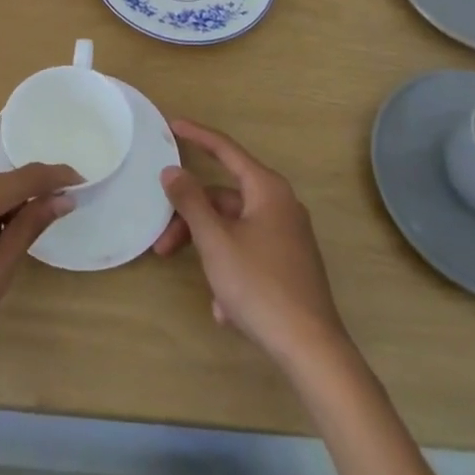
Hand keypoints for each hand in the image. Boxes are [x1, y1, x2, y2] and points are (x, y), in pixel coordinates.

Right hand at [152, 120, 347, 369]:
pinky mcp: (290, 265)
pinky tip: (225, 307)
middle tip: (163, 243)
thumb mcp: (215, 241)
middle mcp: (281, 206)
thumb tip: (172, 170)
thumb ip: (191, 201)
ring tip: (201, 285)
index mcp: (267, 190)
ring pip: (234, 229)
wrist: (311, 349)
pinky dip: (231, 271)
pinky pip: (249, 254)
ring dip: (209, 249)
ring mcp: (288, 237)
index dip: (197, 135)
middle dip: (192, 219)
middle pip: (224, 198)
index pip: (226, 149)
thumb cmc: (260, 285)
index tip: (172, 125)